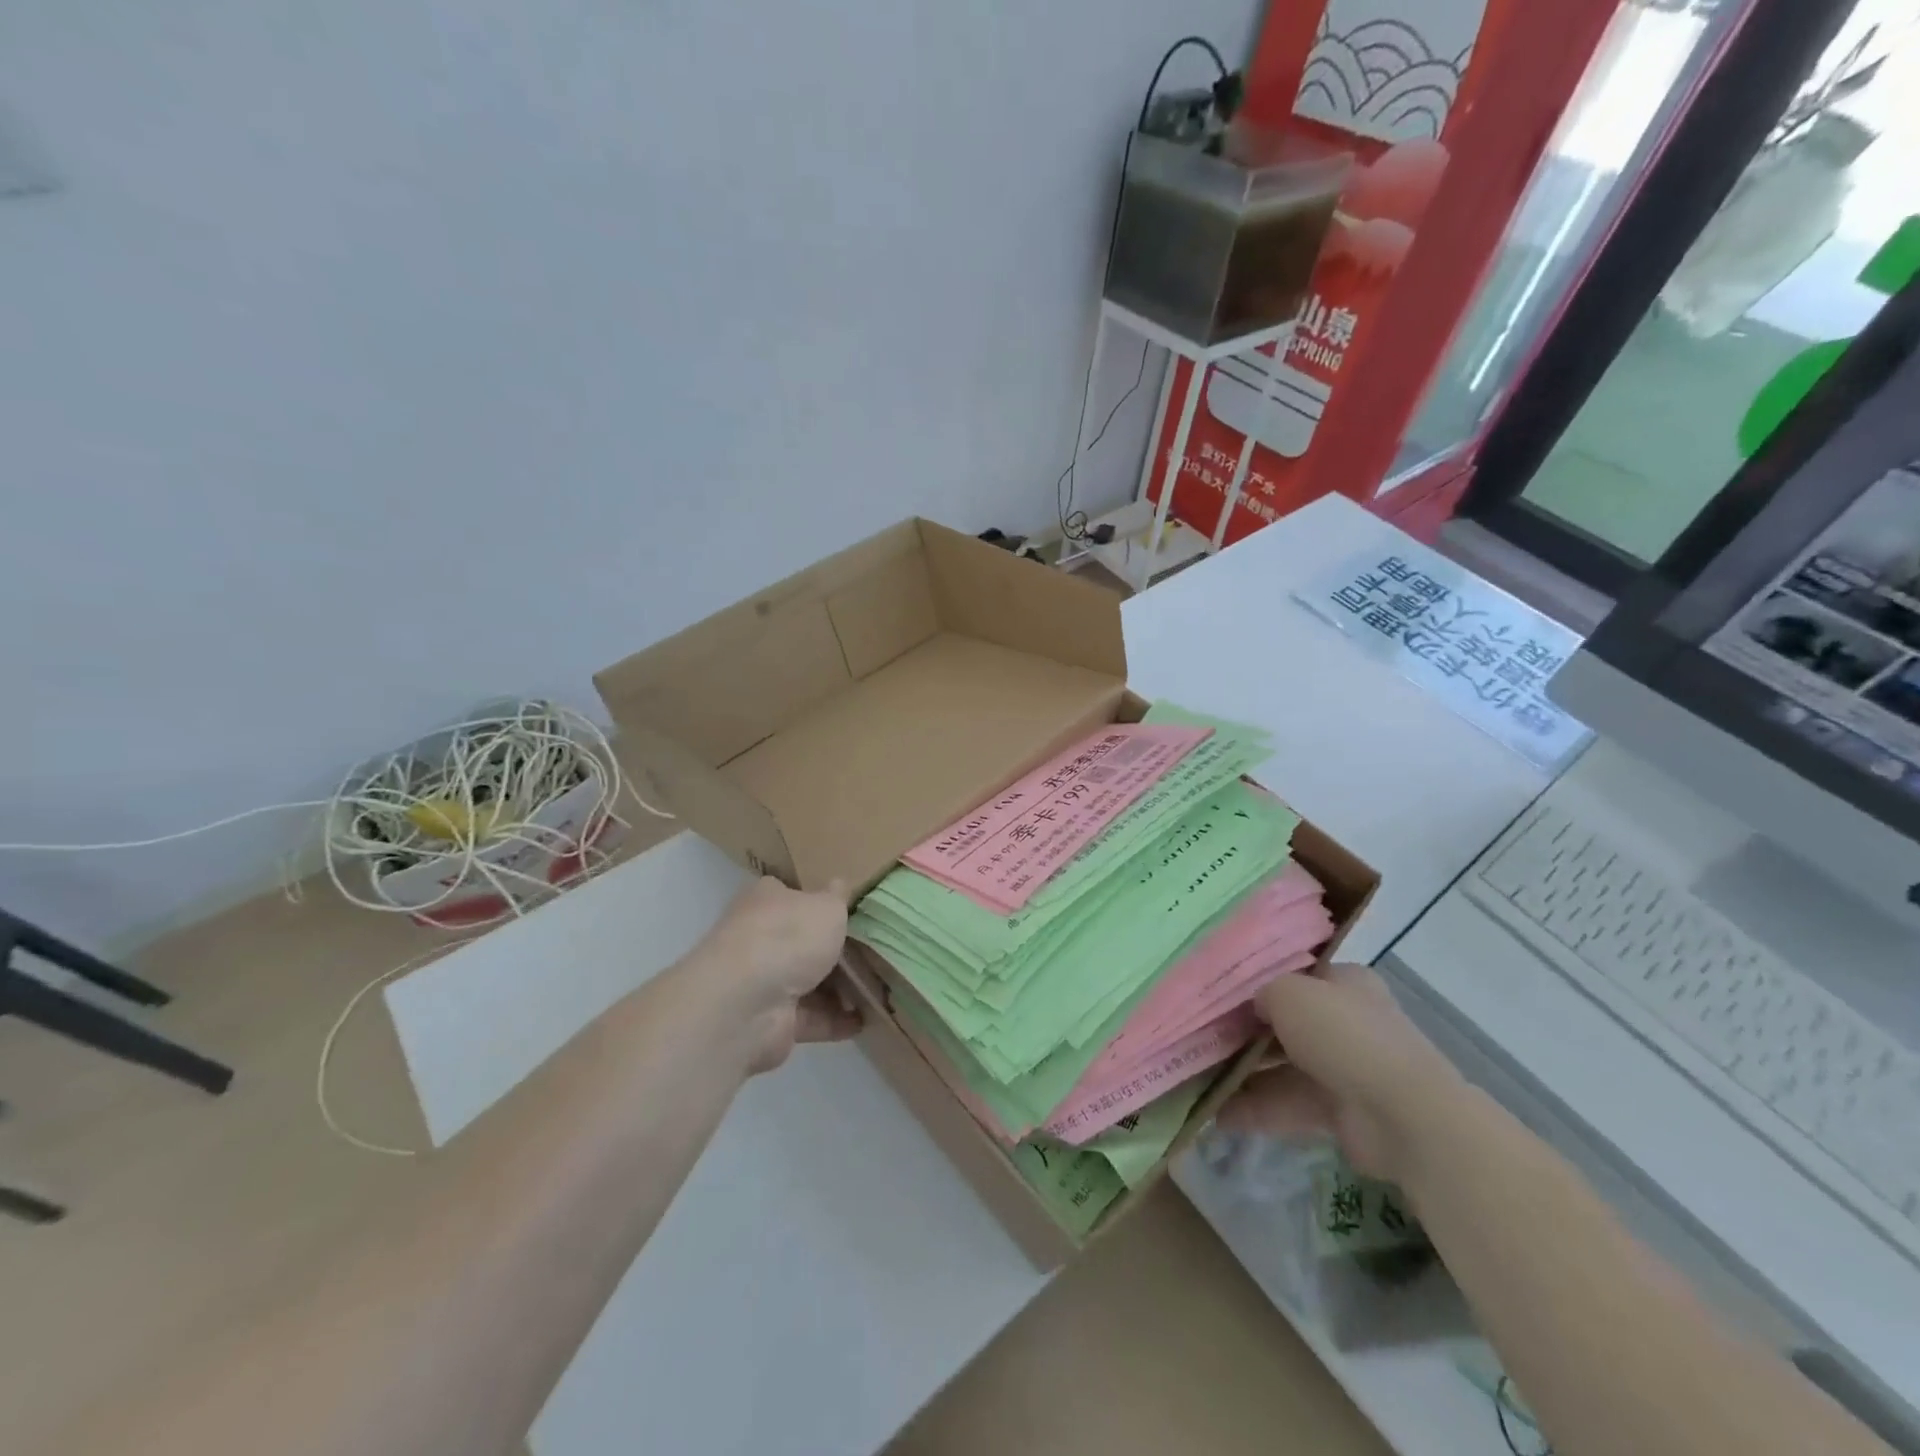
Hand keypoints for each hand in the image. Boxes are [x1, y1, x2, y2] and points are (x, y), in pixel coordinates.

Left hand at [691, 877, 859, 1073]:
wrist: (745, 1004)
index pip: (792, 895)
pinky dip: (836, 1020)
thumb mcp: (827, 906)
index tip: (851, 910)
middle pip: (803, 942)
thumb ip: (838, 898)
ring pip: (809, 982)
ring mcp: (763, 982)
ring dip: (841, 989)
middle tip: (874, 952)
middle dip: (836, 950)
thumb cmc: (788, 938)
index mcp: (766, 901)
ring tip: (879, 988)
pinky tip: (866, 1019)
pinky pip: (811, 1018)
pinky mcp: (771, 1021)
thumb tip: (840, 884)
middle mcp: (759, 938)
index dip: (820, 901)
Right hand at [1217, 963, 1464, 1185]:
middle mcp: (1345, 1020)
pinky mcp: (1340, 1111)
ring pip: (1283, 1065)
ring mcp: (1344, 1067)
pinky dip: (1257, 1109)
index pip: (1294, 975)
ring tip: (1197, 1079)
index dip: (1257, 982)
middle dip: (1244, 1032)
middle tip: (1199, 1036)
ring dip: (1244, 1074)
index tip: (1217, 992)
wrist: (1402, 1115)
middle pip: (1284, 1022)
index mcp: (1343, 982)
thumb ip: (1262, 993)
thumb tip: (1252, 1008)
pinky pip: (1289, 1104)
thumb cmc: (1343, 1035)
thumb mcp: (1289, 993)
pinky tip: (1217, 1115)